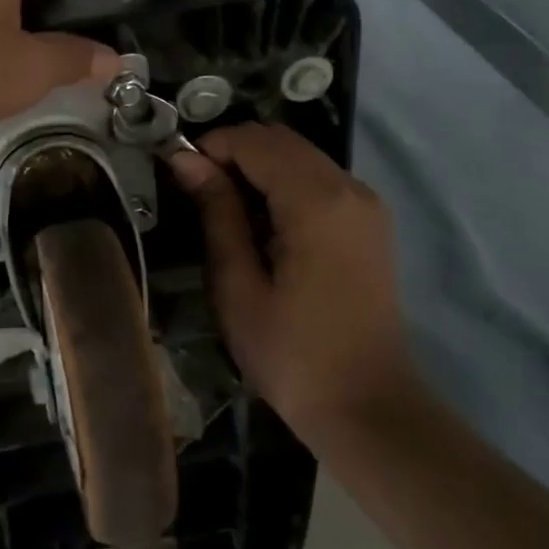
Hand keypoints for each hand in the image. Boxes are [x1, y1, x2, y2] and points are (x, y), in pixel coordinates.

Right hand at [170, 123, 414, 438]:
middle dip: (234, 153)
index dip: (211, 147)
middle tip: (197, 192)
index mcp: (317, 202)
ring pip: (300, 155)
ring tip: (225, 209)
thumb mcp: (238, 286)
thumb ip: (216, 213)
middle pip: (280, 140)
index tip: (179, 175)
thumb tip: (185, 159)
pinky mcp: (370, 221)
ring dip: (258, 167)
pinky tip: (263, 223)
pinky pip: (318, 178)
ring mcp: (366, 203)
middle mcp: (349, 187)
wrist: (368, 408)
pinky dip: (283, 183)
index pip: (255, 142)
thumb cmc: (292, 354)